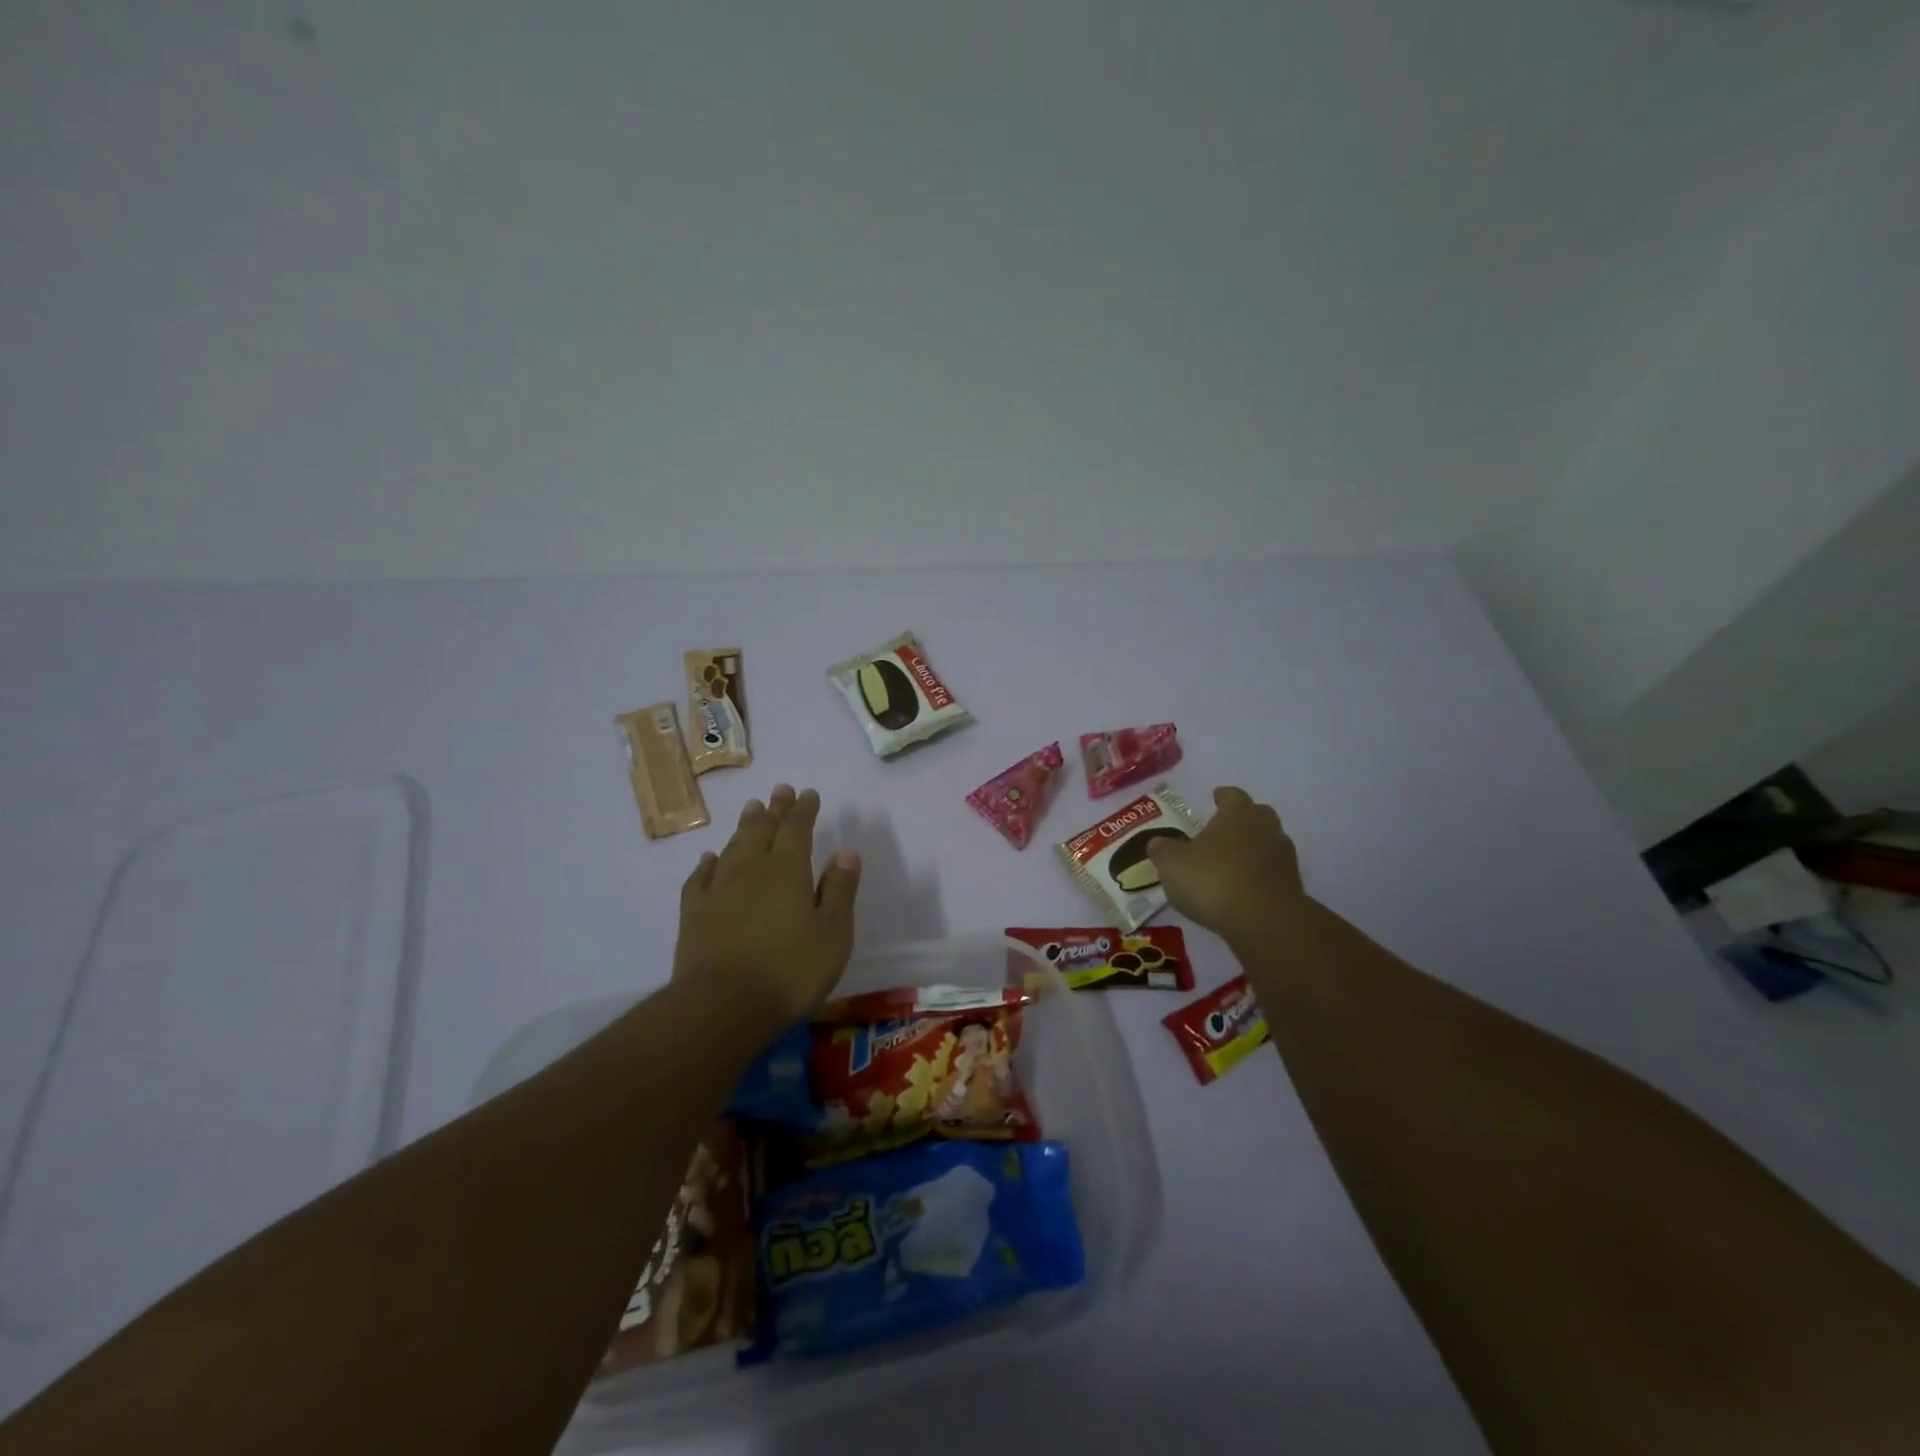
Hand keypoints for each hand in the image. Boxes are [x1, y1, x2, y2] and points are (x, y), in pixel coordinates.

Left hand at [673, 784, 860, 1027]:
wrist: (723, 1005)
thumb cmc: (791, 969)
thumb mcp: (833, 932)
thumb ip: (840, 889)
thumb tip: (846, 850)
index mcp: (788, 869)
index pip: (797, 829)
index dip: (803, 810)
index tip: (808, 793)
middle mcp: (751, 869)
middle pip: (762, 830)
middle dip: (774, 809)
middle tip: (779, 790)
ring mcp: (718, 890)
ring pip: (733, 847)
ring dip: (744, 827)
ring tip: (751, 809)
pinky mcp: (694, 914)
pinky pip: (700, 878)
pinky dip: (707, 864)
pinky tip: (710, 859)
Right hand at [1146, 786, 1309, 947]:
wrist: (1265, 922)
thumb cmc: (1214, 880)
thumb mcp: (1172, 864)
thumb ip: (1162, 850)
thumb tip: (1157, 842)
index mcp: (1238, 813)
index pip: (1232, 795)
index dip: (1222, 796)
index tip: (1215, 798)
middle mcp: (1265, 828)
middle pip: (1257, 815)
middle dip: (1242, 820)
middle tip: (1223, 830)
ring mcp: (1283, 858)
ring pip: (1267, 844)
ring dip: (1251, 850)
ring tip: (1229, 864)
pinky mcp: (1292, 886)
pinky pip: (1271, 873)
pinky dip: (1258, 876)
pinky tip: (1241, 889)